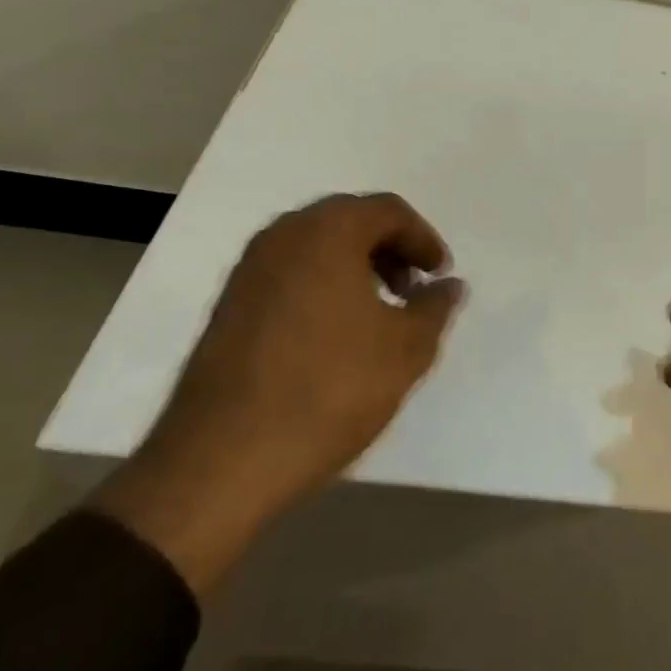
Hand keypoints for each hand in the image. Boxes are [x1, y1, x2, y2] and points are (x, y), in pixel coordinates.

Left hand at [94, 192, 463, 593]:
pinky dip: (322, 286)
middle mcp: (283, 235)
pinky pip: (289, 274)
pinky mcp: (228, 305)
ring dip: (355, 268)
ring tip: (378, 315)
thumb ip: (435, 308)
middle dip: (389, 250)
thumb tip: (449, 286)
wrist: (222, 459)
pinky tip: (335, 335)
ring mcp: (248, 270)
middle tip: (412, 291)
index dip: (423, 240)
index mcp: (327, 231)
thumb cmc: (329, 389)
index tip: (440, 277)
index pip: (388, 211)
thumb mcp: (405, 349)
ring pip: (316, 248)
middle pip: (349, 221)